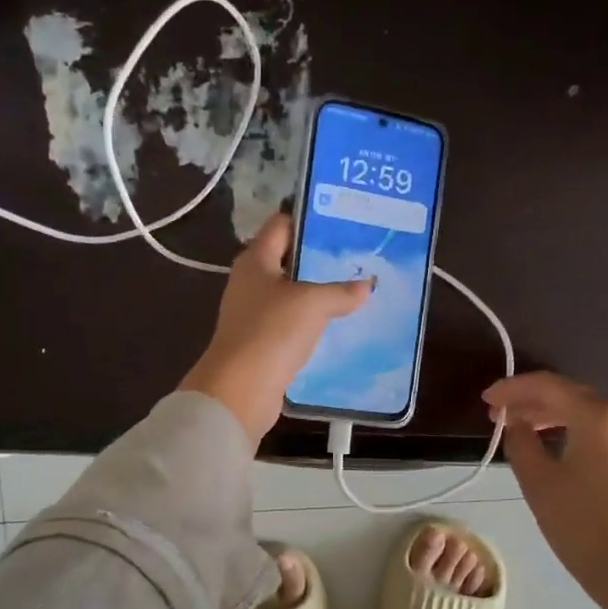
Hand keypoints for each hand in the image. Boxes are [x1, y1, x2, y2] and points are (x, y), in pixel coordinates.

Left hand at [181, 213, 372, 441]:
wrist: (240, 389)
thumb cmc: (272, 331)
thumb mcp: (313, 303)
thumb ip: (341, 291)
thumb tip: (366, 285)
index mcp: (255, 260)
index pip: (281, 224)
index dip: (309, 218)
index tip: (342, 219)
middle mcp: (250, 281)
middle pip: (287, 258)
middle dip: (319, 257)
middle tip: (357, 255)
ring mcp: (253, 313)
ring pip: (291, 293)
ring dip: (317, 292)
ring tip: (355, 287)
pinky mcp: (261, 341)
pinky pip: (291, 323)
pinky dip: (311, 321)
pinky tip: (337, 324)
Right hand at [483, 372, 607, 608]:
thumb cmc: (583, 526)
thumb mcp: (538, 482)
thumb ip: (520, 442)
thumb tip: (515, 423)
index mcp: (599, 416)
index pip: (548, 386)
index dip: (513, 388)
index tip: (487, 400)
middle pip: (571, 395)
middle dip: (532, 401)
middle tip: (499, 416)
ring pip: (588, 413)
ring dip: (552, 416)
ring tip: (521, 430)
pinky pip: (603, 432)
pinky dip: (574, 431)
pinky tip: (554, 446)